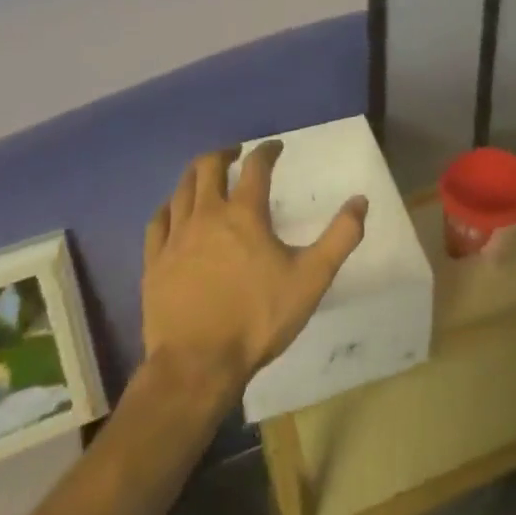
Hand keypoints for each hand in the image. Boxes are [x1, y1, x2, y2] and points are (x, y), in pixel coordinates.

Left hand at [141, 141, 367, 397]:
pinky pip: (158, 221)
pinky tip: (173, 211)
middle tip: (236, 154)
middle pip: (209, 167)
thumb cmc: (258, 319)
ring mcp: (176, 238)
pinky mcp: (154, 263)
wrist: (197, 366)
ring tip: (207, 176)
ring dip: (196, 175)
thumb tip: (361, 201)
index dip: (267, 151)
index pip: (256, 167)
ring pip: (182, 190)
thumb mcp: (311, 278)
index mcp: (245, 214)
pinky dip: (169, 207)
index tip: (275, 147)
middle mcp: (207, 215)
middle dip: (224, 154)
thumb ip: (340, 237)